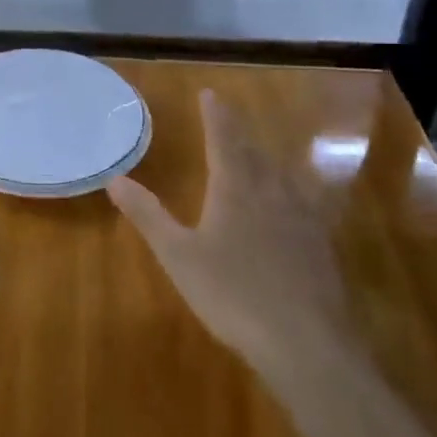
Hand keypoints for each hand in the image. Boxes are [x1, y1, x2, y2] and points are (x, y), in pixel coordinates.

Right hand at [109, 90, 351, 401]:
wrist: (307, 342)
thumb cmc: (233, 294)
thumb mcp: (179, 256)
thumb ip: (148, 215)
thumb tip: (115, 179)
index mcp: (236, 188)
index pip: (224, 139)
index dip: (216, 116)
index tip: (211, 93)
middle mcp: (272, 192)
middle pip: (255, 152)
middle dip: (239, 133)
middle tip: (229, 120)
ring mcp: (303, 218)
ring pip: (282, 175)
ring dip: (266, 158)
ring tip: (257, 154)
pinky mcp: (322, 245)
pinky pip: (303, 202)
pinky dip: (290, 191)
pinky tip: (294, 206)